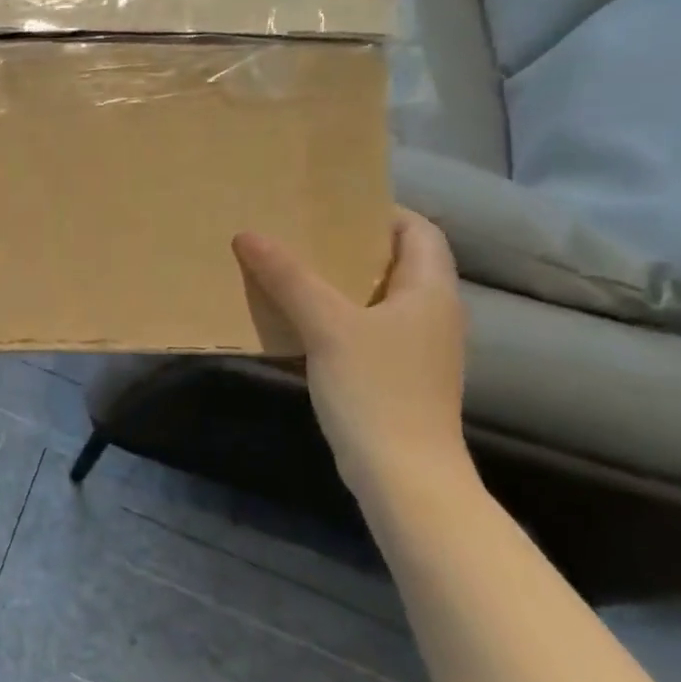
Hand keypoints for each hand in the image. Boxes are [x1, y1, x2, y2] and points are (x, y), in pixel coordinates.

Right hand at [233, 209, 466, 493]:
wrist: (403, 475)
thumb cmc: (376, 389)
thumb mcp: (327, 325)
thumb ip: (289, 278)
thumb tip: (249, 234)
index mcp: (430, 291)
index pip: (418, 230)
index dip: (381, 211)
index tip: (330, 205)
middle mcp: (431, 313)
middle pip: (395, 262)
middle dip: (348, 245)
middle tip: (297, 232)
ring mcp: (416, 348)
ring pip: (377, 297)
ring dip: (338, 282)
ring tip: (289, 268)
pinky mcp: (396, 375)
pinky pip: (365, 328)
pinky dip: (335, 315)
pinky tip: (298, 319)